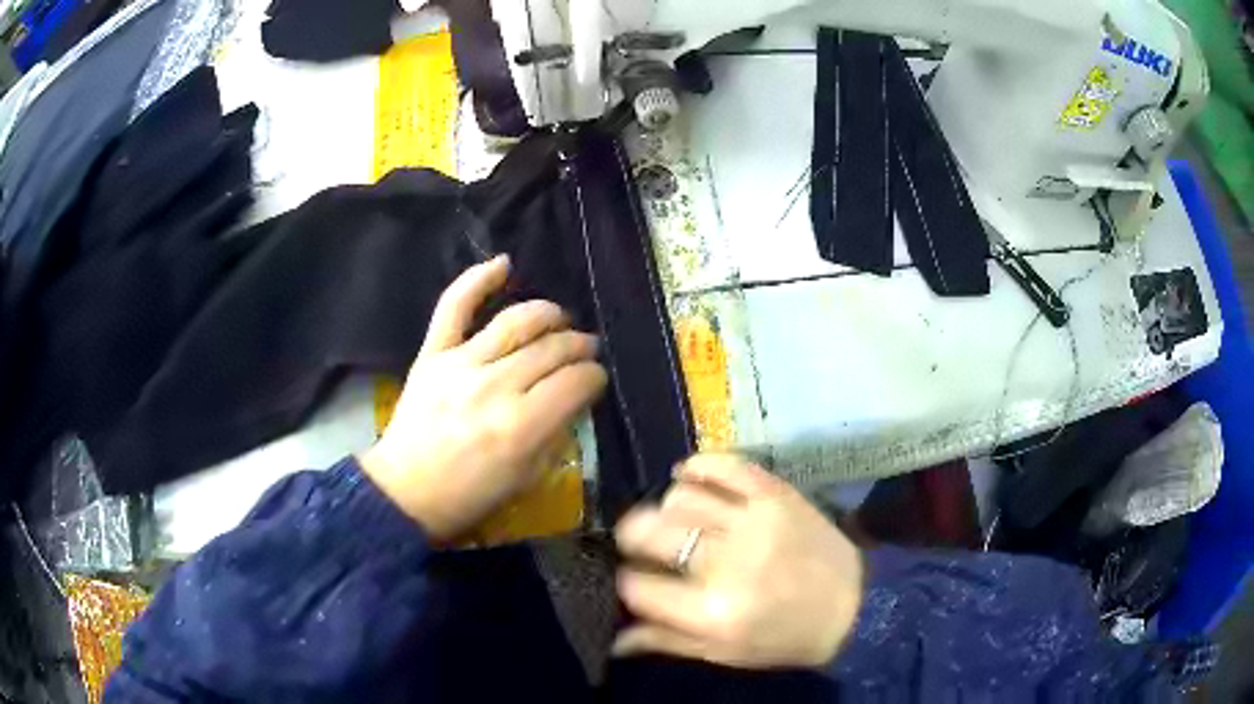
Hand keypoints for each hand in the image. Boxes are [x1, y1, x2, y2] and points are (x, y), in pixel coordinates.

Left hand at [360, 256, 606, 540]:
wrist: (404, 492)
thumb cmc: (469, 495)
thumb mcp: (527, 478)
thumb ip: (557, 434)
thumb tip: (576, 397)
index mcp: (522, 426)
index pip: (576, 381)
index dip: (595, 376)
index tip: (596, 378)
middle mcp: (495, 386)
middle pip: (552, 348)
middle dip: (579, 345)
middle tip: (586, 349)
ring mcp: (461, 364)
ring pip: (516, 321)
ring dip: (548, 313)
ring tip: (560, 319)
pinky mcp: (433, 353)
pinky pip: (454, 306)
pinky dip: (478, 279)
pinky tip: (504, 264)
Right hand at [613, 454, 863, 669]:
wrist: (854, 606)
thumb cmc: (784, 638)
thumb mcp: (723, 653)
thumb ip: (665, 640)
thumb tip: (613, 637)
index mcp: (712, 612)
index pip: (637, 585)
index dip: (626, 580)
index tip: (634, 579)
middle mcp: (728, 562)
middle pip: (649, 531)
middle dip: (632, 536)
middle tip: (639, 543)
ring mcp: (755, 520)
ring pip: (681, 497)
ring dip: (666, 507)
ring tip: (674, 520)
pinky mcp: (776, 493)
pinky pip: (724, 464)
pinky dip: (698, 466)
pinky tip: (688, 477)